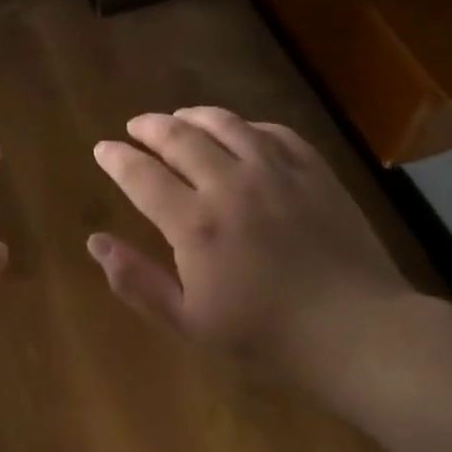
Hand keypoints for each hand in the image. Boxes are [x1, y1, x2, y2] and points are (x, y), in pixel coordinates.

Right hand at [88, 107, 417, 385]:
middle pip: (179, 137)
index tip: (103, 149)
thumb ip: (137, 280)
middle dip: (149, 127)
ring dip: (193, 116)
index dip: (116, 158)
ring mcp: (276, 172)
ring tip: (179, 118)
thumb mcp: (189, 322)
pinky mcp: (314, 172)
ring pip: (225, 124)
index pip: (141, 175)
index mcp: (195, 223)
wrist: (357, 331)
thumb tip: (95, 242)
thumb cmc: (266, 335)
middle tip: (135, 126)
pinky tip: (241, 132)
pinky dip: (247, 126)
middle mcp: (230, 184)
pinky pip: (274, 132)